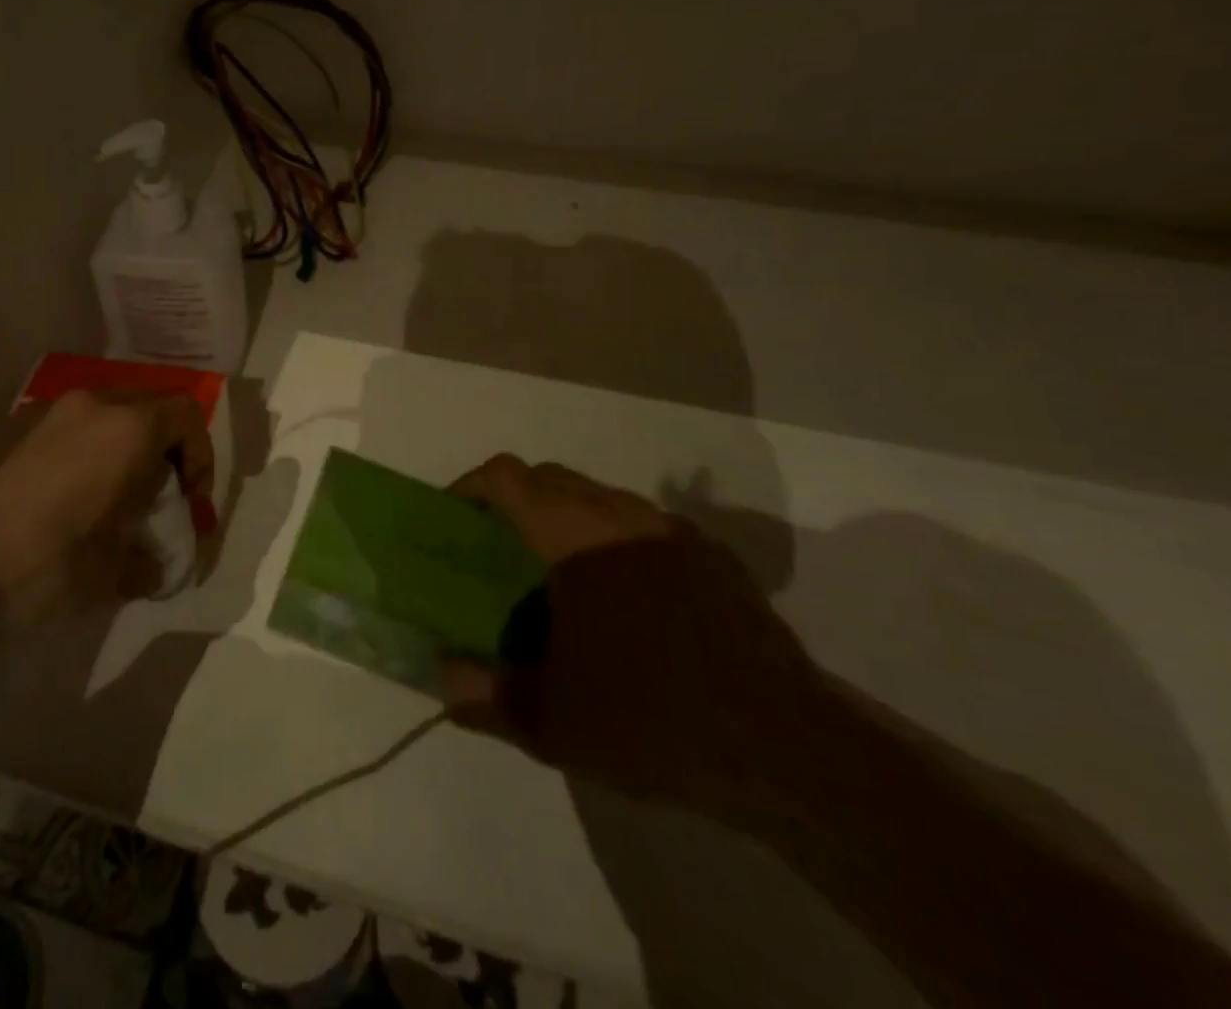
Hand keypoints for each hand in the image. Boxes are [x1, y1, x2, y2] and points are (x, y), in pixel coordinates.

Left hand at [0, 390, 213, 605]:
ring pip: (110, 412)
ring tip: (115, 494)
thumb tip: (155, 567)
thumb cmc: (52, 564)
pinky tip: (73, 494)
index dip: (201, 457)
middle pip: (151, 406)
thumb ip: (151, 559)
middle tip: (160, 493)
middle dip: (167, 447)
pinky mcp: (17, 426)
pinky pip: (73, 425)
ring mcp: (51, 411)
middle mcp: (94, 403)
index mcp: (129, 428)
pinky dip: (90, 448)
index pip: (188, 416)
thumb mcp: (116, 570)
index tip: (190, 501)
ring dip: (126, 445)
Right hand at [438, 455, 829, 814]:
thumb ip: (484, 695)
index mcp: (577, 539)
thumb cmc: (653, 723)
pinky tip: (628, 599)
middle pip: (552, 477)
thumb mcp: (552, 723)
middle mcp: (623, 517)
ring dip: (567, 516)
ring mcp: (674, 533)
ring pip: (601, 497)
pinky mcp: (715, 557)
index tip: (455, 514)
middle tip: (500, 550)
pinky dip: (616, 538)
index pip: (508, 477)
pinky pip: (646, 525)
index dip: (472, 485)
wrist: (789, 752)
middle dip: (516, 499)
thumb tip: (441, 677)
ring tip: (560, 575)